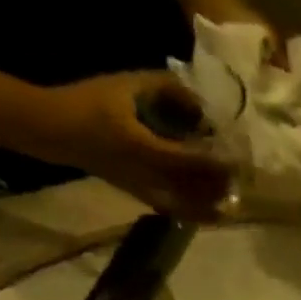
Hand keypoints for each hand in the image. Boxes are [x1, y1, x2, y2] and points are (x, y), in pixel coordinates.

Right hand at [28, 72, 230, 219]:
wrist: (59, 131)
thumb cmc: (91, 102)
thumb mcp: (126, 85)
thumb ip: (165, 89)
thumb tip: (201, 99)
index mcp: (143, 147)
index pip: (190, 161)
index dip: (216, 162)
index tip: (237, 157)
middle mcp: (148, 176)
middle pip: (195, 190)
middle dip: (219, 185)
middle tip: (241, 177)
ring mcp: (146, 191)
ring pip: (189, 207)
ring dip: (213, 203)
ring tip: (233, 196)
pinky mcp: (143, 198)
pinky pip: (178, 212)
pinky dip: (198, 213)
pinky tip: (215, 211)